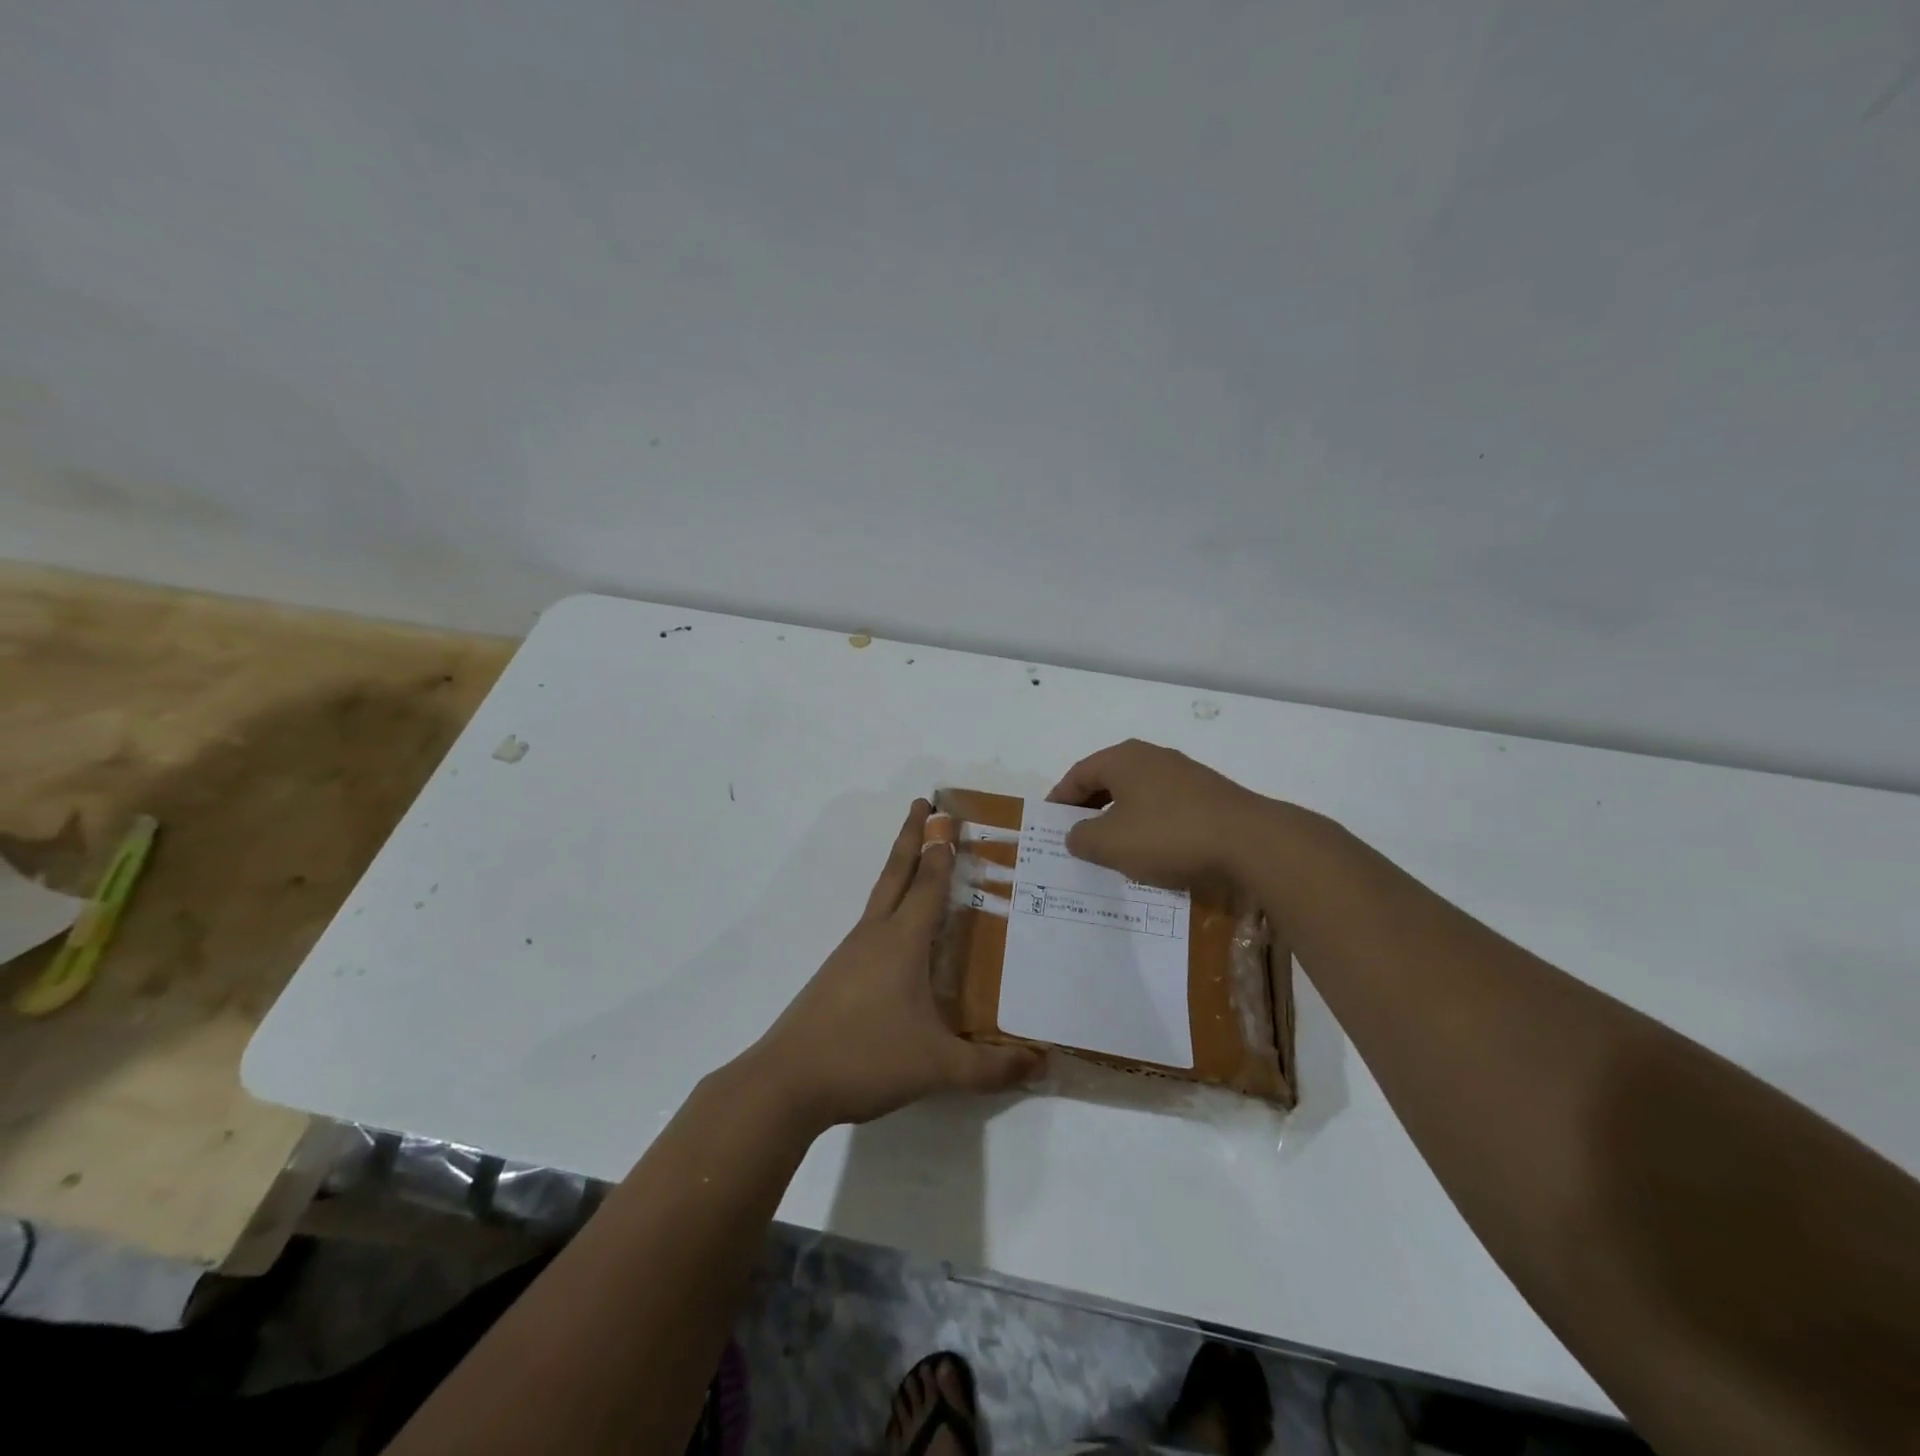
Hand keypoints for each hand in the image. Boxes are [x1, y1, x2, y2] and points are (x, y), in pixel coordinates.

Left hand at [747, 800, 1042, 1128]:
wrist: (787, 1082)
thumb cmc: (866, 1058)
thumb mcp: (938, 1067)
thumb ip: (991, 1068)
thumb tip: (1041, 1064)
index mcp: (902, 941)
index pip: (928, 883)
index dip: (941, 849)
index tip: (949, 816)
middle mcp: (874, 935)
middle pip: (896, 872)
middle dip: (911, 836)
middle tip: (922, 803)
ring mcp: (850, 954)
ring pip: (880, 898)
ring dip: (899, 871)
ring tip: (918, 863)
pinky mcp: (836, 976)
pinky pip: (871, 927)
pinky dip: (889, 909)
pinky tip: (898, 936)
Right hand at [1047, 739, 1273, 889]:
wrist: (1250, 841)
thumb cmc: (1168, 835)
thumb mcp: (1110, 844)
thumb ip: (1082, 838)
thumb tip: (1076, 834)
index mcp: (1123, 759)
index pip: (1078, 774)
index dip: (1059, 800)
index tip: (1050, 825)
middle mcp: (1152, 757)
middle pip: (1108, 780)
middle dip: (1089, 809)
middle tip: (1076, 837)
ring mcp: (1184, 774)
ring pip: (1138, 794)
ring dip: (1120, 819)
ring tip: (1112, 849)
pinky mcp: (1209, 795)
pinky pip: (1164, 807)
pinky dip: (1149, 825)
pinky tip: (1153, 851)